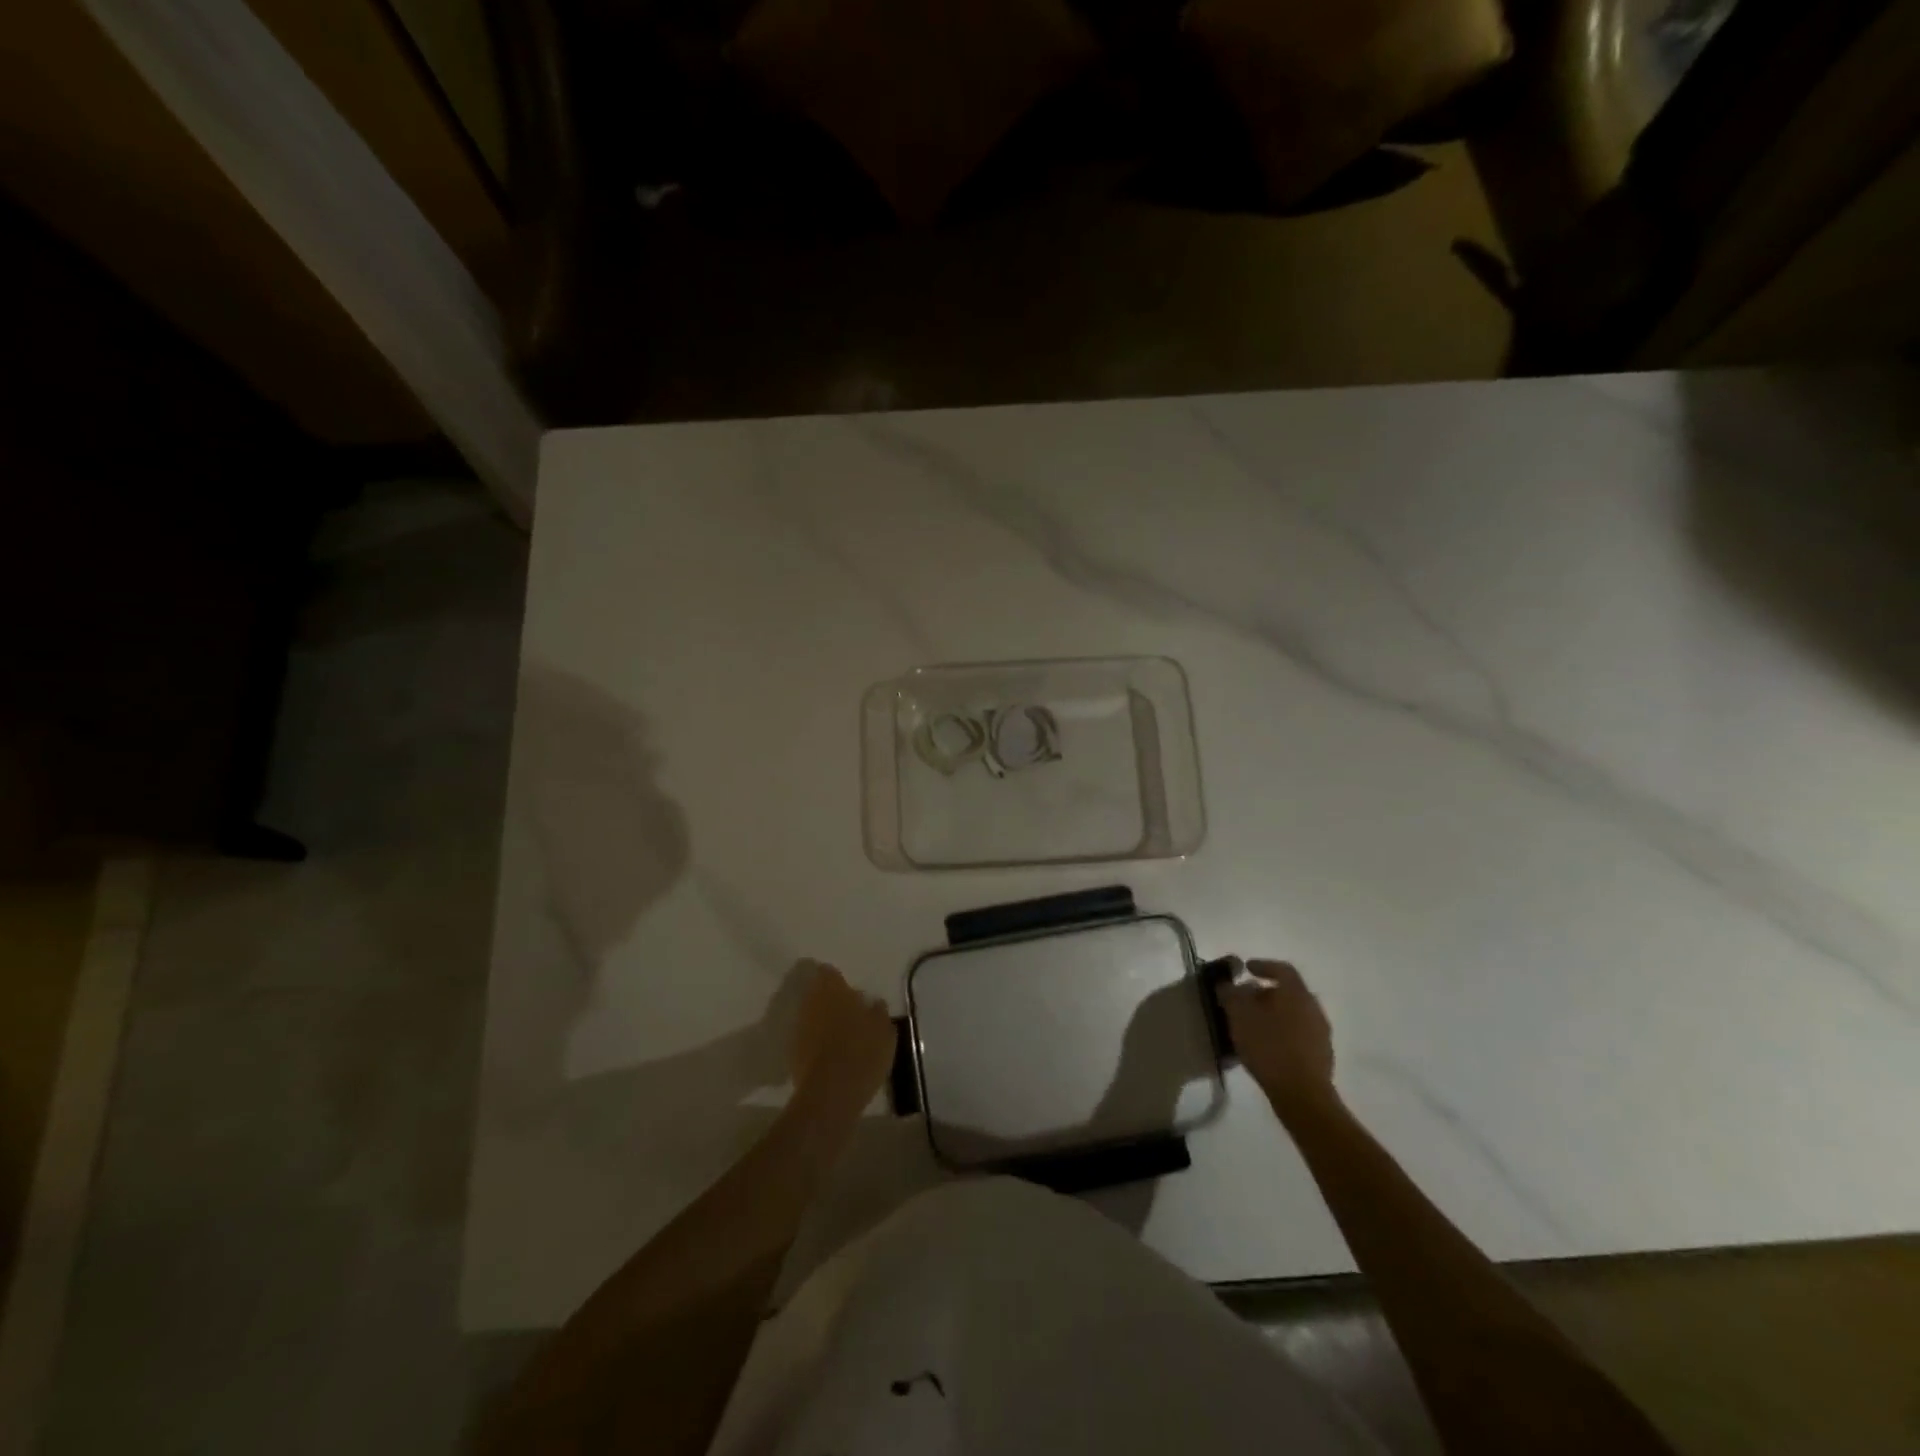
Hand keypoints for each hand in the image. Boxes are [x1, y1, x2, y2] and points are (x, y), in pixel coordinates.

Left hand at [789, 959, 894, 1113]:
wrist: (830, 1094)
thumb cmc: (862, 1054)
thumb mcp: (884, 1031)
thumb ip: (878, 1012)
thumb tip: (873, 1002)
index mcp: (833, 990)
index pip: (828, 972)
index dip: (837, 979)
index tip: (849, 990)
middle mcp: (811, 1003)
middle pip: (817, 993)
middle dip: (830, 1000)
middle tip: (849, 1012)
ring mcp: (799, 1027)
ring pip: (812, 1015)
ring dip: (823, 1020)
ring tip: (842, 1035)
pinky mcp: (793, 1052)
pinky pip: (807, 1037)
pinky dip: (817, 1041)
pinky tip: (832, 1054)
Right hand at [1220, 959, 1336, 1117]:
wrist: (1302, 1094)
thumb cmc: (1269, 1047)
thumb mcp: (1239, 1016)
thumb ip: (1231, 995)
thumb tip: (1228, 985)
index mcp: (1296, 993)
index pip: (1282, 969)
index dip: (1263, 965)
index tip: (1246, 968)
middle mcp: (1313, 1008)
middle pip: (1288, 992)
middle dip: (1265, 993)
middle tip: (1245, 999)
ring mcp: (1321, 1033)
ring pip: (1294, 1013)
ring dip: (1274, 1013)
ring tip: (1253, 1024)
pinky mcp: (1322, 1055)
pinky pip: (1299, 1033)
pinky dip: (1282, 1031)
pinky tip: (1267, 1045)